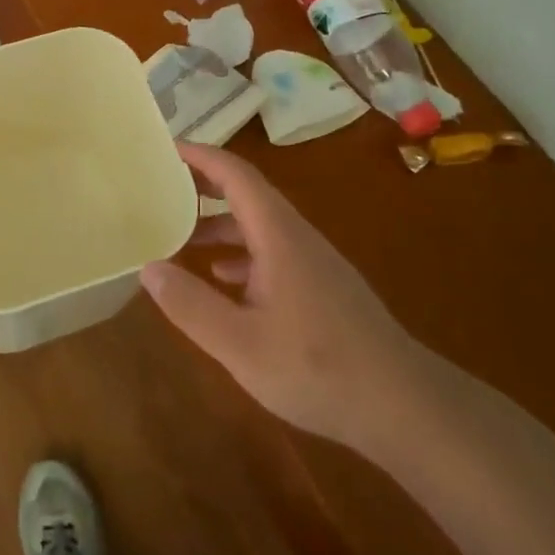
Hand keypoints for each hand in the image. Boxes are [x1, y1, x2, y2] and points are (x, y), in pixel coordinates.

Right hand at [141, 142, 423, 450]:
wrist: (405, 406)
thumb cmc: (319, 369)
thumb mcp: (241, 345)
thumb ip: (191, 305)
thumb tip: (149, 267)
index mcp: (278, 235)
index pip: (236, 175)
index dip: (200, 155)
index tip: (165, 148)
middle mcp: (296, 237)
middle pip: (246, 194)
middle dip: (204, 186)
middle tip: (162, 187)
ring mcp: (313, 263)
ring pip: (258, 227)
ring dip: (219, 224)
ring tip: (180, 238)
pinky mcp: (321, 288)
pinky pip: (271, 253)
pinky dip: (240, 255)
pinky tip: (223, 282)